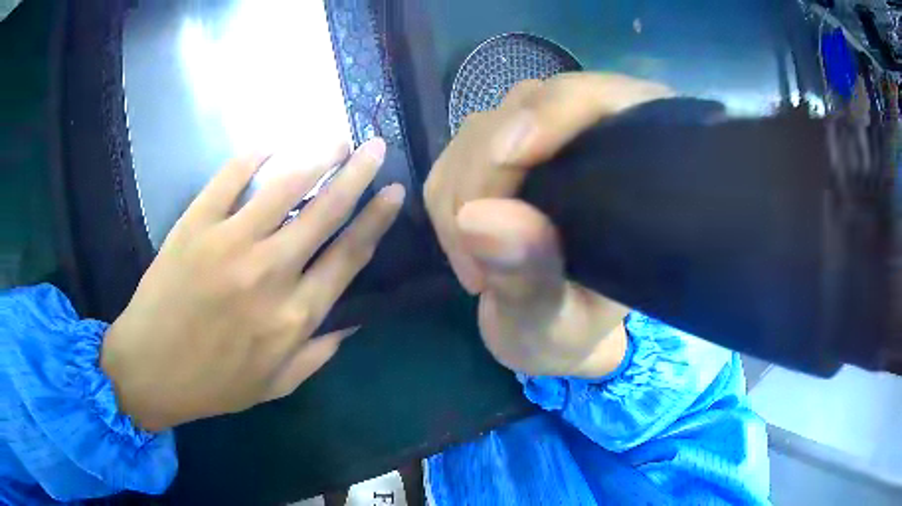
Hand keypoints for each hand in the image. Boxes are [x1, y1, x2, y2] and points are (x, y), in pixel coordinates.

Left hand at [101, 138, 404, 431]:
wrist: (150, 370)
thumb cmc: (214, 383)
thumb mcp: (276, 385)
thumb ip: (318, 353)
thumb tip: (354, 321)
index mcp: (294, 315)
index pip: (349, 255)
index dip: (376, 219)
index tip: (393, 192)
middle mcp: (269, 272)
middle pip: (325, 211)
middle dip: (357, 174)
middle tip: (375, 147)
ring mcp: (229, 243)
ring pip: (285, 185)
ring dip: (316, 156)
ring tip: (337, 139)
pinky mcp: (195, 225)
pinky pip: (229, 178)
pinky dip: (252, 156)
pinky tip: (271, 144)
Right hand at [425, 73, 670, 376]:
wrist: (542, 333)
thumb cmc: (567, 334)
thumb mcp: (554, 326)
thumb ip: (529, 280)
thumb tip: (482, 218)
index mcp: (636, 167)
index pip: (607, 99)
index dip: (557, 110)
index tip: (509, 157)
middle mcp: (590, 137)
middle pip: (529, 106)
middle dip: (486, 174)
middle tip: (476, 257)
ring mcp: (542, 140)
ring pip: (483, 126)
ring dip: (459, 193)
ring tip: (474, 265)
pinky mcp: (501, 153)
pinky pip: (455, 152)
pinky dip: (445, 198)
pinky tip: (464, 242)